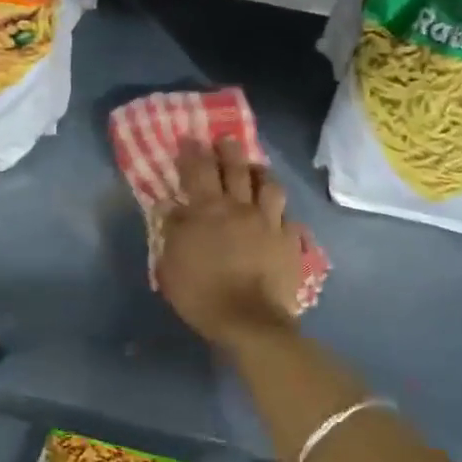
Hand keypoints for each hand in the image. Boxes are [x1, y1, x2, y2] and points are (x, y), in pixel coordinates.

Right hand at [155, 138, 304, 349]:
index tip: (189, 139)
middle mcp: (241, 208)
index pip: (198, 170)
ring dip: (261, 174)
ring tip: (256, 170)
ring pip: (269, 186)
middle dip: (229, 150)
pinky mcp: (291, 242)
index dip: (193, 152)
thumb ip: (172, 231)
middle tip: (224, 141)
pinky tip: (279, 217)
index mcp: (208, 211)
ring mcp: (270, 223)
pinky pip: (289, 219)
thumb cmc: (202, 293)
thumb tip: (171, 207)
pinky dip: (282, 214)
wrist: (250, 321)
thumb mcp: (171, 265)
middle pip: (236, 168)